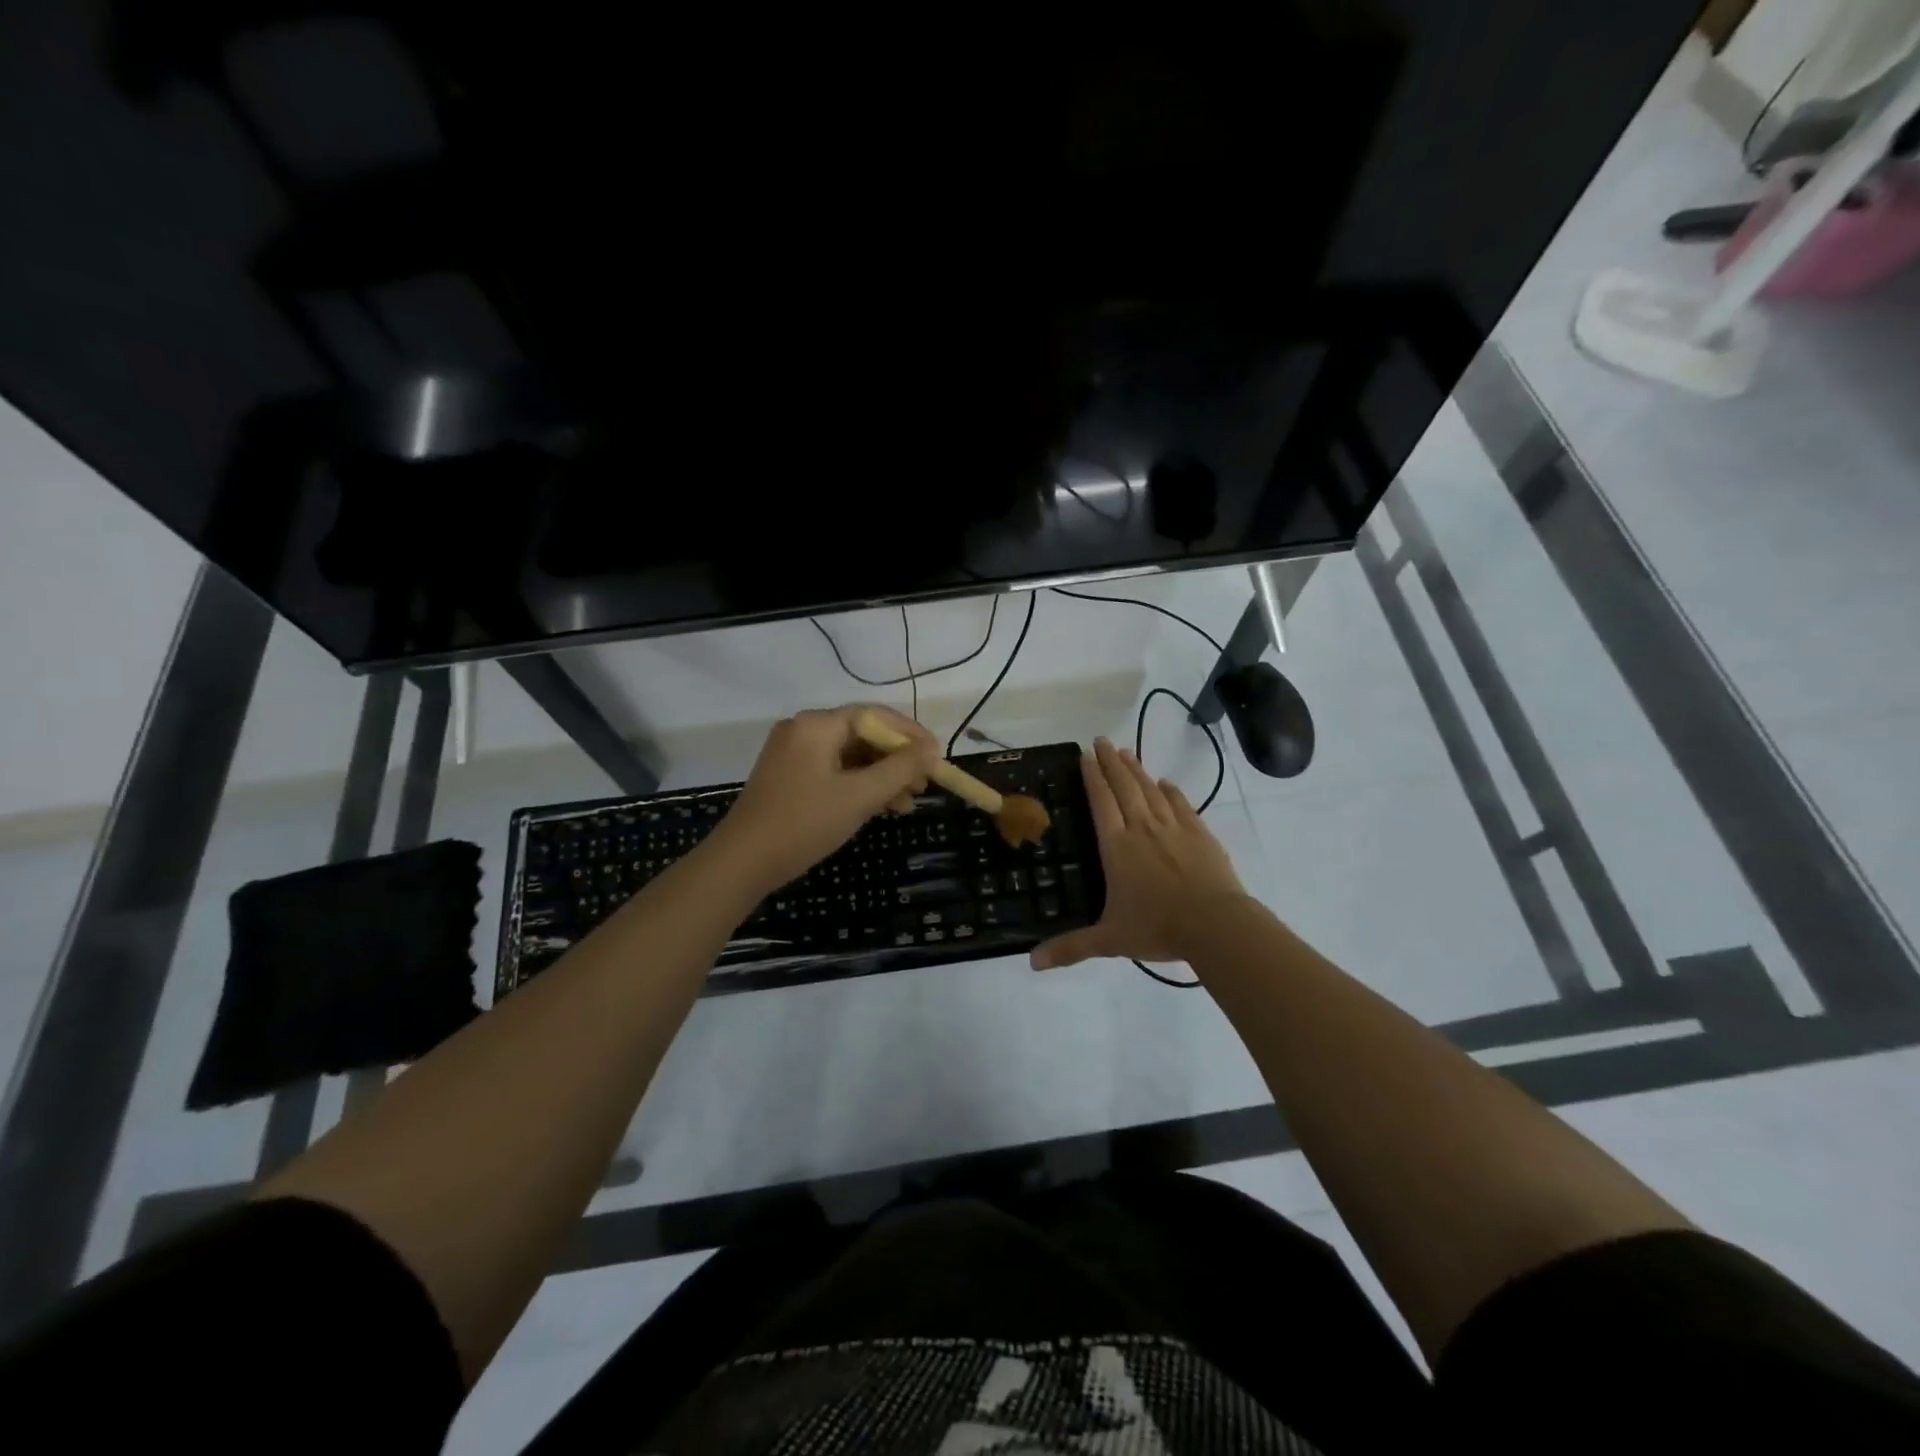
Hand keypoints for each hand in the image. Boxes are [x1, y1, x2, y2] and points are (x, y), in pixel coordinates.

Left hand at [708, 705, 939, 895]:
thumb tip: (932, 750)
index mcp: (817, 724)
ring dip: (881, 776)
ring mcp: (793, 754)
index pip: (875, 715)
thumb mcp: (859, 796)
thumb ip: (900, 769)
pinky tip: (879, 807)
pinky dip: (859, 785)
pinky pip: (834, 771)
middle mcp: (803, 730)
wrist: (742, 862)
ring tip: (906, 803)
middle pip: (863, 734)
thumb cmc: (804, 823)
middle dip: (897, 759)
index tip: (936, 757)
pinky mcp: (789, 777)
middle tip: (924, 785)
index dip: (910, 734)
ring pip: (850, 756)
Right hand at [1031, 738, 1248, 970]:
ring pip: (1151, 790)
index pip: (1100, 802)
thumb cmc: (1157, 927)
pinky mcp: (1200, 834)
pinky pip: (1182, 805)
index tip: (1085, 755)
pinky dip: (1171, 791)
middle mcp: (1142, 828)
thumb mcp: (1109, 939)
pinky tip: (1166, 782)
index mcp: (1117, 847)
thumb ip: (1072, 948)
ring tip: (1127, 752)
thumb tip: (1032, 964)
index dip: (1092, 777)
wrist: (1215, 924)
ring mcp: (1174, 828)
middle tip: (1102, 740)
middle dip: (1111, 762)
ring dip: (1137, 770)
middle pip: (1124, 787)